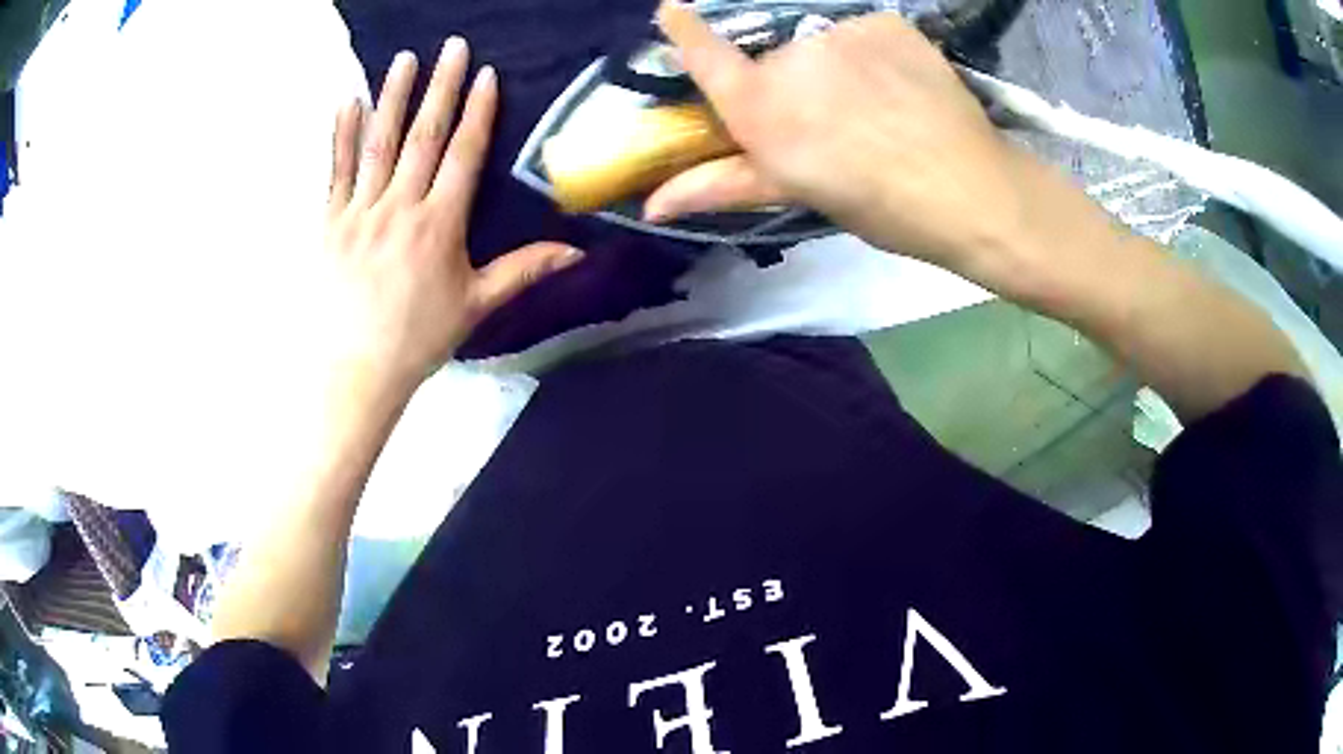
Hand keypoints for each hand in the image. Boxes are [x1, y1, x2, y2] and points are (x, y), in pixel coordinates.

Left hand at [324, 39, 582, 388]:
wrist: (355, 370)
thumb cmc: (418, 339)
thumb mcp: (476, 306)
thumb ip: (524, 271)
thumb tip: (577, 252)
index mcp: (439, 225)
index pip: (463, 155)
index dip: (477, 112)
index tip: (486, 75)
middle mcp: (400, 207)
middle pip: (424, 136)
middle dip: (440, 87)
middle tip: (451, 46)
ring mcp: (360, 211)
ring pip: (379, 143)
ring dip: (393, 97)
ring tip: (404, 59)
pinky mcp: (330, 222)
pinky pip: (336, 171)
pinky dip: (342, 135)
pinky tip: (348, 101)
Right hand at [647, 6, 1036, 273]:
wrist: (970, 189)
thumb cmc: (880, 205)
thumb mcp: (799, 194)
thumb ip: (722, 184)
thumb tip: (652, 205)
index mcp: (761, 108)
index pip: (706, 54)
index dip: (686, 30)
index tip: (671, 8)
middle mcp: (790, 59)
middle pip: (775, 62)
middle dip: (794, 87)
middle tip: (837, 124)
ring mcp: (840, 34)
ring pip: (823, 47)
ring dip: (838, 70)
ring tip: (879, 109)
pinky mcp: (884, 22)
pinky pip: (865, 35)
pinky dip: (876, 56)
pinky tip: (903, 87)